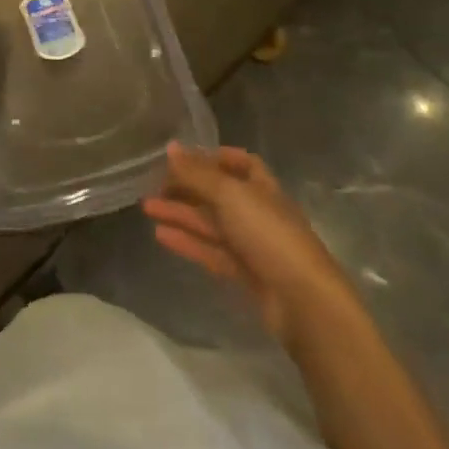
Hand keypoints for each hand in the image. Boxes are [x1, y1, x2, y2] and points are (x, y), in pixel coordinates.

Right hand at [143, 144, 360, 350]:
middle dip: (188, 187)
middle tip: (154, 184)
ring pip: (210, 223)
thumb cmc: (269, 234)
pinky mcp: (244, 273)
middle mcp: (258, 212)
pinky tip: (160, 235)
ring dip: (180, 213)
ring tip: (146, 207)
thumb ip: (197, 174)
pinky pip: (210, 250)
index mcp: (263, 187)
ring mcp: (252, 245)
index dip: (214, 157)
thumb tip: (170, 148)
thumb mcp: (230, 195)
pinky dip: (187, 241)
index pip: (241, 163)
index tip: (184, 157)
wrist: (302, 301)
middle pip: (219, 194)